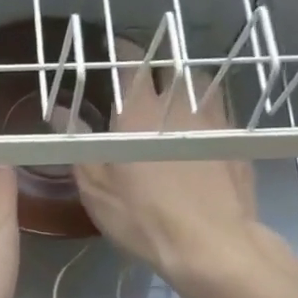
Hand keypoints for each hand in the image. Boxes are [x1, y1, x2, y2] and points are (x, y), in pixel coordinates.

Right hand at [74, 64, 297, 297]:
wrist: (212, 246)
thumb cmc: (144, 219)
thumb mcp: (97, 189)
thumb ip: (79, 143)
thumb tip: (61, 110)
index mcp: (139, 113)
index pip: (130, 63)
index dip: (120, 51)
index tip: (112, 51)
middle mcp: (180, 105)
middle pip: (172, 66)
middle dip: (157, 66)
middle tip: (144, 80)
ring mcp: (215, 122)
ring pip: (202, 84)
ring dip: (187, 84)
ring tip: (176, 100)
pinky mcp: (237, 143)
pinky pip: (222, 112)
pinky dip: (208, 111)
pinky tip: (201, 131)